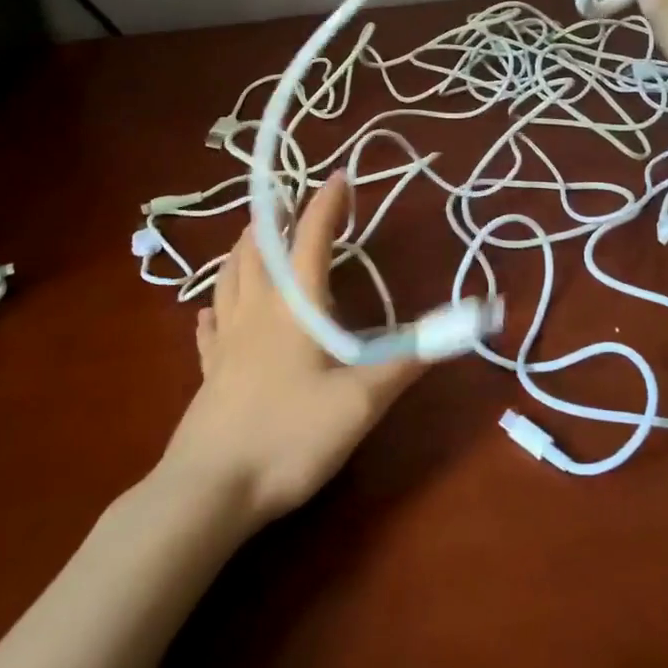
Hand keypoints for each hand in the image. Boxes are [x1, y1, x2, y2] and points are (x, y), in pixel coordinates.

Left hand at [156, 173, 424, 526]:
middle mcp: (254, 311)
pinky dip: (213, 308)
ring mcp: (224, 341)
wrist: (209, 491)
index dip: (327, 204)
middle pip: (258, 250)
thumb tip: (459, 326)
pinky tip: (209, 313)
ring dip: (242, 251)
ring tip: (252, 240)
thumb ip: (408, 360)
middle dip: (275, 219)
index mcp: (293, 307)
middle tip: (290, 203)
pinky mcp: (207, 372)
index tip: (340, 175)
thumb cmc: (290, 438)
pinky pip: (207, 327)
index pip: (310, 239)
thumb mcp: (361, 401)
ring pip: (228, 278)